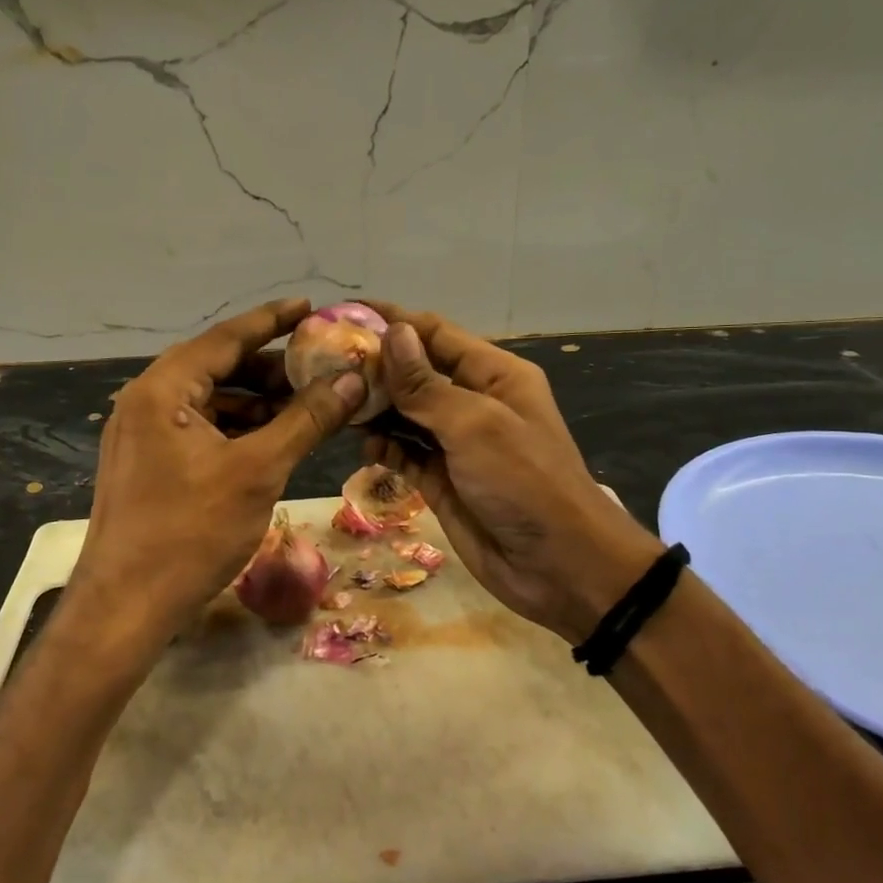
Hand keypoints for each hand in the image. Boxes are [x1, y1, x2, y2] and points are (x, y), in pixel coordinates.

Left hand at [69, 299, 366, 669]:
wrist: (125, 608)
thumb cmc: (191, 532)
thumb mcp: (258, 471)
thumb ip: (306, 419)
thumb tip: (352, 378)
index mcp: (162, 390)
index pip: (226, 338)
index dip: (272, 321)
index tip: (311, 307)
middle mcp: (146, 401)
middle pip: (218, 368)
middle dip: (271, 369)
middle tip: (320, 370)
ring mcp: (143, 435)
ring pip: (211, 403)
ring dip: (258, 403)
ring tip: (308, 408)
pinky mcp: (148, 464)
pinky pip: (200, 431)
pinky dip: (238, 431)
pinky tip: (274, 441)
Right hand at [363, 304, 660, 642]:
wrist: (559, 566)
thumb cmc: (523, 482)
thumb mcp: (476, 425)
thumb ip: (427, 384)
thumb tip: (392, 332)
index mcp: (494, 375)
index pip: (435, 334)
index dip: (392, 321)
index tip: (341, 316)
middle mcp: (474, 403)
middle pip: (416, 373)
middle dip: (375, 368)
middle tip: (324, 366)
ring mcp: (457, 444)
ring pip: (406, 414)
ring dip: (375, 409)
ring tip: (335, 404)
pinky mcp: (442, 481)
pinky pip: (406, 453)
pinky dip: (385, 447)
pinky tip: (364, 446)